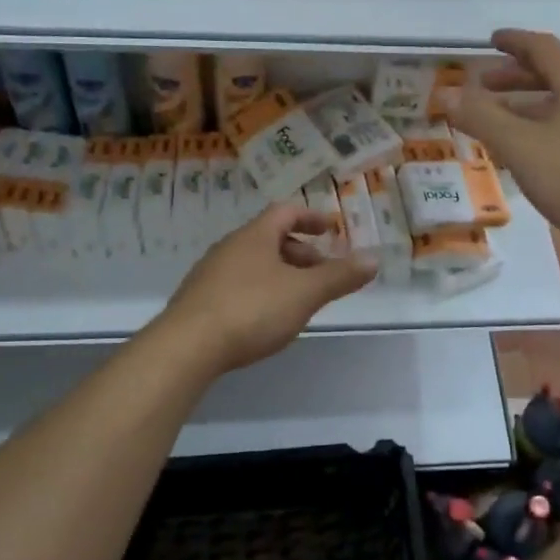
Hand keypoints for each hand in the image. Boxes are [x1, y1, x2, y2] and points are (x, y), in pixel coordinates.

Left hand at [160, 202, 376, 374]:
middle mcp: (229, 247)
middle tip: (323, 273)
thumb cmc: (251, 309)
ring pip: (254, 263)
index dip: (312, 217)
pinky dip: (260, 291)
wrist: (186, 347)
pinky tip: (266, 318)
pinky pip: (237, 285)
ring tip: (300, 298)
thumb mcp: (304, 293)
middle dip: (301, 252)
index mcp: (255, 236)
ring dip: (281, 273)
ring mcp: (210, 274)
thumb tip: (374, 258)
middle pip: (270, 238)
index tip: (332, 229)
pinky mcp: (198, 302)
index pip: (286, 212)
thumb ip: (339, 276)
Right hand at [449, 28, 559, 259]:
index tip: (491, 41)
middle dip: (517, 78)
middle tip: (485, 86)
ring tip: (500, 124)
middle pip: (556, 75)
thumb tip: (445, 93)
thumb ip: (480, 117)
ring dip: (530, 107)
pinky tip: (532, 155)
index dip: (515, 41)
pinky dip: (547, 128)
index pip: (545, 47)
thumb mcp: (519, 146)